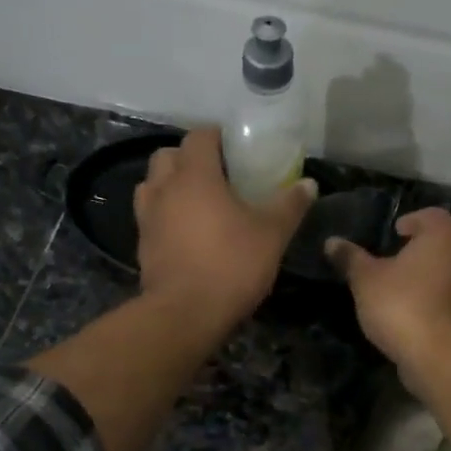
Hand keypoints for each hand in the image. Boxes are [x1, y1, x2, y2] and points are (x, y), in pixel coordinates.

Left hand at [134, 128, 316, 329]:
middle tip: (217, 174)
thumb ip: (290, 205)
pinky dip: (165, 214)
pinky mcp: (142, 245)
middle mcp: (164, 189)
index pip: (199, 136)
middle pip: (168, 156)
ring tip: (197, 201)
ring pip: (152, 185)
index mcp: (195, 176)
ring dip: (170, 185)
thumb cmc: (231, 265)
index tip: (236, 147)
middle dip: (189, 158)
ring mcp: (148, 217)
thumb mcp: (272, 235)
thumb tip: (308, 184)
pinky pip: (150, 216)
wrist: (185, 314)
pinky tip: (186, 232)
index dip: (217, 136)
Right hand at [325, 207, 450, 366]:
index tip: (394, 232)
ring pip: (448, 274)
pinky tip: (412, 316)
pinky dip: (434, 303)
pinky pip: (450, 301)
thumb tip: (332, 241)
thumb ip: (350, 258)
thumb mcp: (366, 279)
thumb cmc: (402, 303)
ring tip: (399, 291)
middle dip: (419, 252)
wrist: (440, 355)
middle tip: (392, 262)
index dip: (412, 220)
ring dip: (428, 279)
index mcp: (443, 236)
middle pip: (442, 245)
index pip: (432, 215)